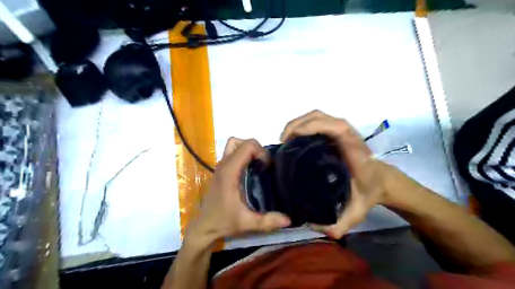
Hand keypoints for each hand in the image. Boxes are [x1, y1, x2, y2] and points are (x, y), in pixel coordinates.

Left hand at [185, 138, 290, 246]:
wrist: (204, 227)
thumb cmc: (223, 222)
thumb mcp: (247, 223)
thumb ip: (268, 221)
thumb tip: (289, 220)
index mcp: (229, 171)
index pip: (247, 146)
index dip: (261, 152)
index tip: (267, 167)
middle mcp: (224, 164)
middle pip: (241, 142)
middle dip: (257, 149)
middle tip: (264, 165)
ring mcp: (220, 166)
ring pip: (235, 145)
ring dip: (248, 150)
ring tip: (257, 165)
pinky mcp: (220, 170)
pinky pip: (232, 153)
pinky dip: (243, 155)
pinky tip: (249, 171)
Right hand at [280, 109, 392, 237]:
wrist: (380, 180)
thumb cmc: (368, 191)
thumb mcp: (356, 211)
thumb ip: (339, 223)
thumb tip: (315, 226)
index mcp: (354, 149)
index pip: (336, 127)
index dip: (312, 127)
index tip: (292, 139)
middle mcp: (346, 135)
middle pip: (320, 116)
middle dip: (297, 124)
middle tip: (282, 143)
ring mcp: (340, 132)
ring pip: (317, 116)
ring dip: (297, 123)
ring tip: (285, 141)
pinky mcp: (334, 133)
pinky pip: (316, 122)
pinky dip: (302, 126)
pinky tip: (293, 140)